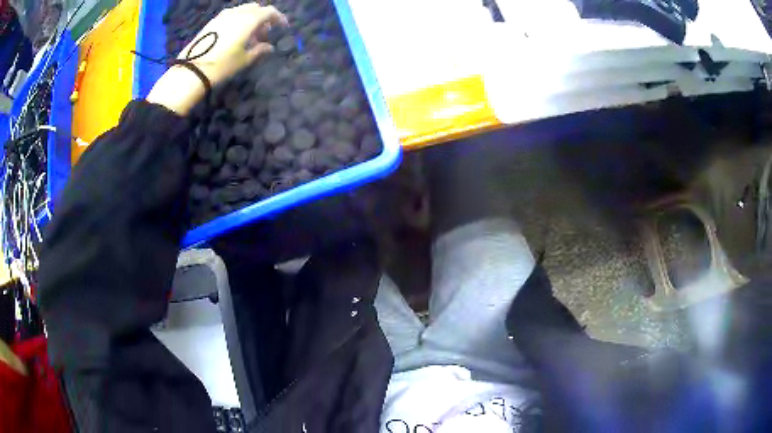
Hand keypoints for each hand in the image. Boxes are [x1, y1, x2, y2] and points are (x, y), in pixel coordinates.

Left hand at [147, 4, 288, 114]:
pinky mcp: (212, 22)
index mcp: (249, 20)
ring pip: (243, 10)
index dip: (278, 18)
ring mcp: (223, 16)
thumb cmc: (223, 65)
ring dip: (250, 19)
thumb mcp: (244, 59)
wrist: (193, 69)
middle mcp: (237, 13)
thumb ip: (259, 50)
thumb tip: (269, 47)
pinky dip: (238, 20)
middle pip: (256, 8)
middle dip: (263, 18)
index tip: (282, 27)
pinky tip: (235, 34)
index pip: (269, 12)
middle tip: (264, 34)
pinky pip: (231, 15)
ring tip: (249, 35)